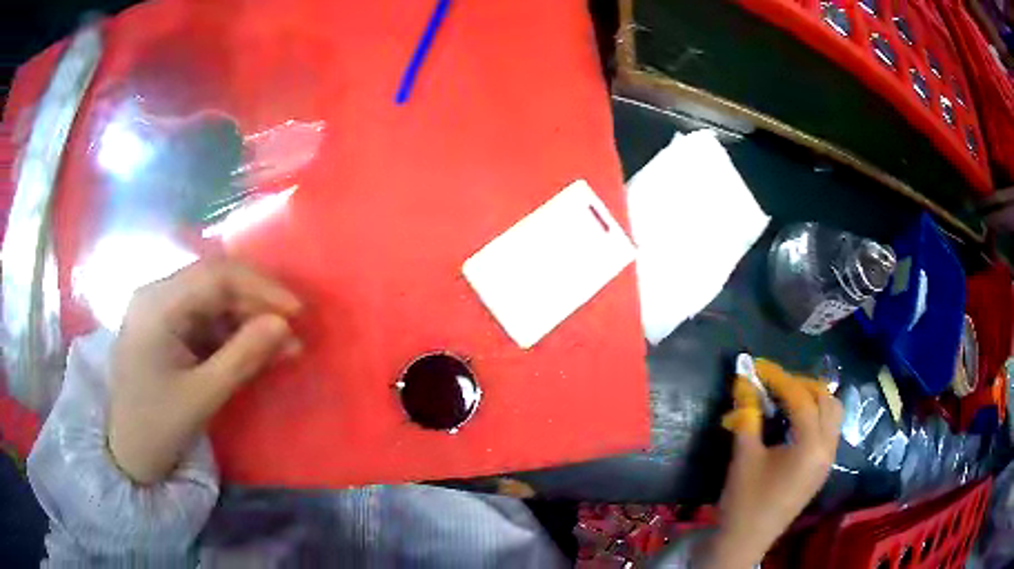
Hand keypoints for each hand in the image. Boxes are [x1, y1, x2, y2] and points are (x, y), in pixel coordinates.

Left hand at [108, 260, 302, 483]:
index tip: (297, 311)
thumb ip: (243, 357)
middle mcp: (157, 295)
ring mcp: (160, 310)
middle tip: (292, 332)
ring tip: (282, 346)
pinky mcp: (166, 328)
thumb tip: (285, 326)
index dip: (261, 287)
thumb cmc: (157, 426)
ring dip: (248, 320)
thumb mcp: (202, 396)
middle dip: (257, 303)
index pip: (215, 276)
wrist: (127, 453)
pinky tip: (255, 352)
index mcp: (157, 304)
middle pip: (215, 282)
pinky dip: (232, 334)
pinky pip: (205, 319)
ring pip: (214, 300)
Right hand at [699, 359, 842, 568]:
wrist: (746, 540)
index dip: (780, 379)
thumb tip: (745, 385)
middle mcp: (827, 449)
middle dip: (802, 385)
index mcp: (810, 446)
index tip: (760, 367)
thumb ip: (748, 418)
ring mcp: (828, 460)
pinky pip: (829, 430)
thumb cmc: (744, 500)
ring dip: (814, 399)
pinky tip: (795, 421)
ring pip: (833, 415)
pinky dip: (816, 416)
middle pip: (826, 401)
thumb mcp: (744, 458)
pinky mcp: (822, 469)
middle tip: (776, 383)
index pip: (801, 399)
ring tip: (788, 398)